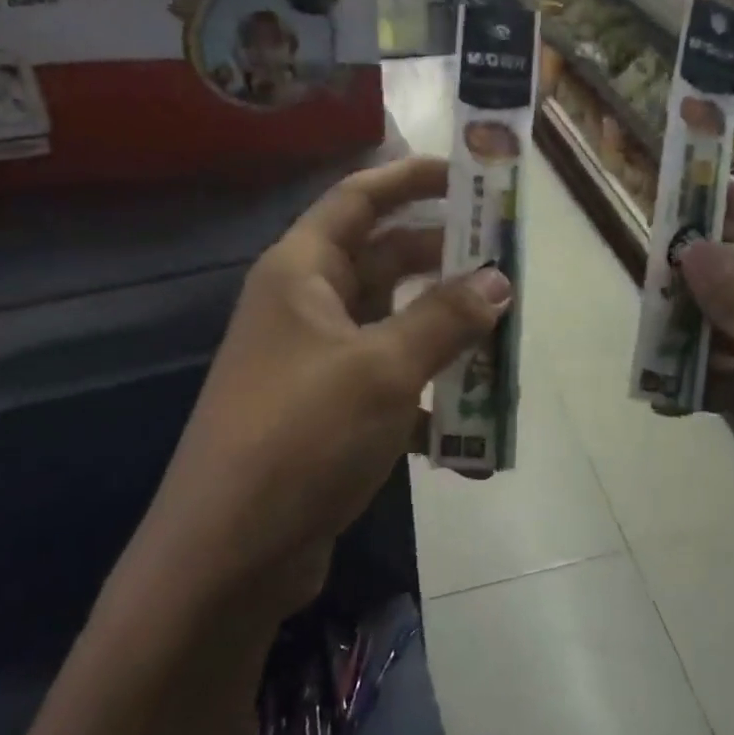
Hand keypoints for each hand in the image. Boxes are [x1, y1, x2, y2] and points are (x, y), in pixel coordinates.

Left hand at [137, 156, 510, 618]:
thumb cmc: (300, 436)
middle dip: (445, 261)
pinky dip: (428, 401)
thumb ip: (444, 320)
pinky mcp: (327, 414)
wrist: (226, 559)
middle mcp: (305, 306)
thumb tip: (500, 281)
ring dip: (445, 335)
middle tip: (507, 264)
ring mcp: (315, 362)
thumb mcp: (383, 369)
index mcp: (301, 272)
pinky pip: (389, 386)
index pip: (359, 198)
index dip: (412, 178)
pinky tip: (471, 434)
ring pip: (394, 326)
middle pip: (384, 260)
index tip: (470, 176)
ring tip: (504, 342)